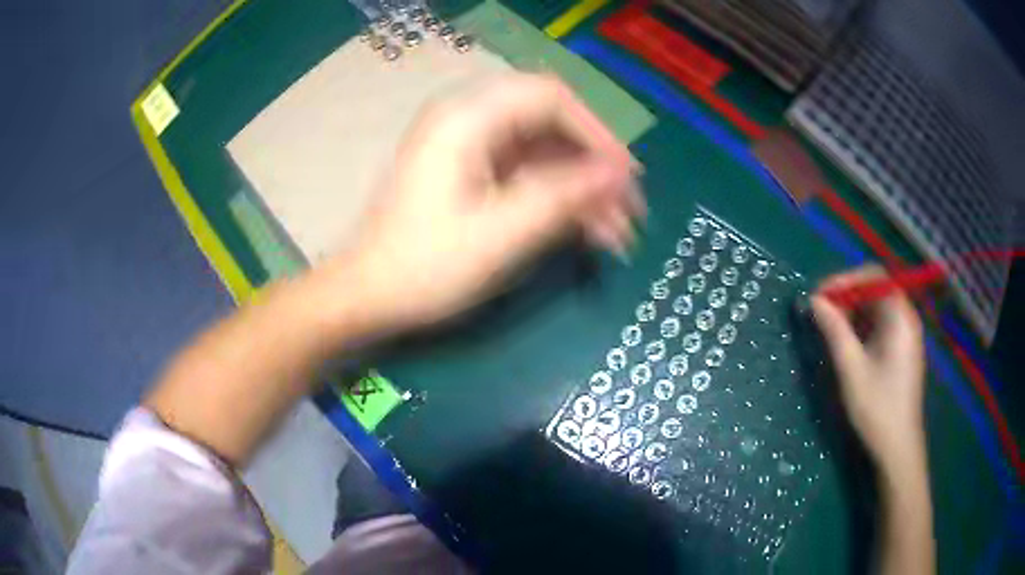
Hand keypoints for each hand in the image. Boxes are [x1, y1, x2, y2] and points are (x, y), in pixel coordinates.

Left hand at [338, 73, 642, 330]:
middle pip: (551, 125)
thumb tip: (620, 174)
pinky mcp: (473, 174)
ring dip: (582, 189)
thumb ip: (564, 196)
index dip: (596, 132)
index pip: (551, 98)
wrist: (370, 295)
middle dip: (593, 167)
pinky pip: (528, 174)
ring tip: (616, 234)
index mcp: (467, 119)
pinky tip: (587, 232)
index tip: (625, 176)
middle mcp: (470, 121)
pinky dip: (558, 199)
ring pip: (545, 153)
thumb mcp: (501, 233)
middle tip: (628, 211)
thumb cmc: (426, 265)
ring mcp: (471, 148)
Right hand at [811, 266, 927, 469]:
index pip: (873, 277)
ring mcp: (906, 335)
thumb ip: (834, 331)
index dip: (845, 280)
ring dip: (853, 313)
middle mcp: (906, 318)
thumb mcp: (852, 370)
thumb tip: (814, 301)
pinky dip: (863, 328)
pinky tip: (849, 346)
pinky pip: (882, 325)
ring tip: (831, 331)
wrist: (899, 447)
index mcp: (899, 316)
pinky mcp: (903, 350)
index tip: (820, 297)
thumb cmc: (877, 408)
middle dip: (847, 297)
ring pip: (877, 309)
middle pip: (876, 290)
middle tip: (822, 315)